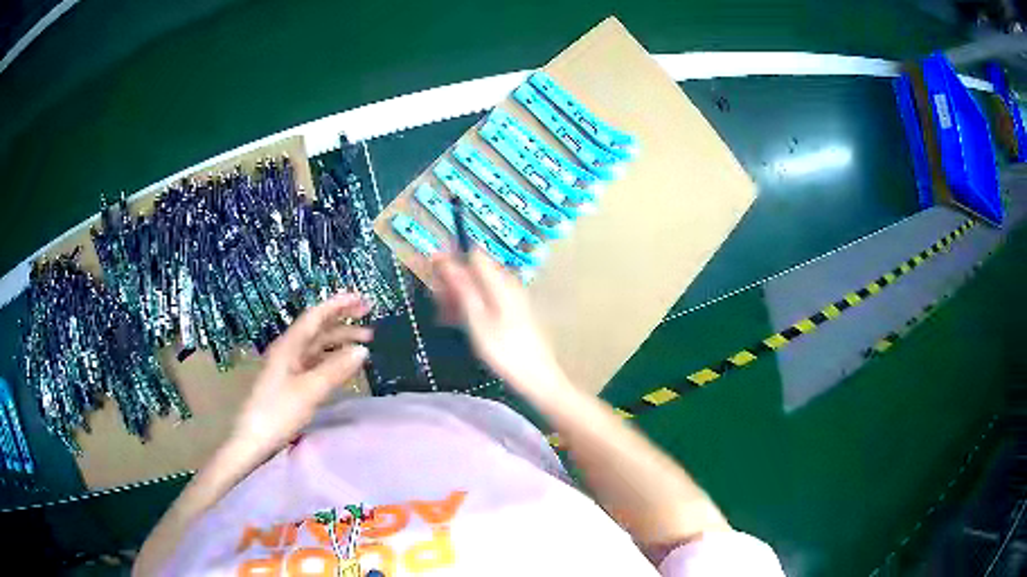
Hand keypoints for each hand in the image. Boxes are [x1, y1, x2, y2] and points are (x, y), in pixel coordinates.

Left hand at [232, 293, 372, 453]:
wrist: (253, 439)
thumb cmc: (278, 412)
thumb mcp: (310, 391)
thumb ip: (336, 369)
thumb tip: (362, 350)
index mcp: (289, 346)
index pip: (316, 316)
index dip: (338, 304)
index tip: (362, 298)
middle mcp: (289, 351)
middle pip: (318, 328)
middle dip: (343, 320)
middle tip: (369, 315)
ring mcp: (289, 367)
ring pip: (318, 346)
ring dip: (340, 341)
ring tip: (365, 343)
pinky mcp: (291, 383)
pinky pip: (316, 363)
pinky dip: (333, 360)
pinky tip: (345, 365)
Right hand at [430, 252, 560, 390]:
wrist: (535, 376)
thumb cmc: (503, 349)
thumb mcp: (476, 318)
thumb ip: (461, 286)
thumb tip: (444, 258)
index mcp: (499, 281)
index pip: (472, 255)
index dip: (451, 260)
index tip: (432, 273)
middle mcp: (506, 284)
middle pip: (474, 271)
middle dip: (452, 282)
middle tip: (437, 303)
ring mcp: (509, 299)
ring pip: (477, 288)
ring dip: (458, 297)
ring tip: (443, 317)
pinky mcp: (510, 313)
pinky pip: (484, 301)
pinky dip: (469, 308)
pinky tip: (456, 323)